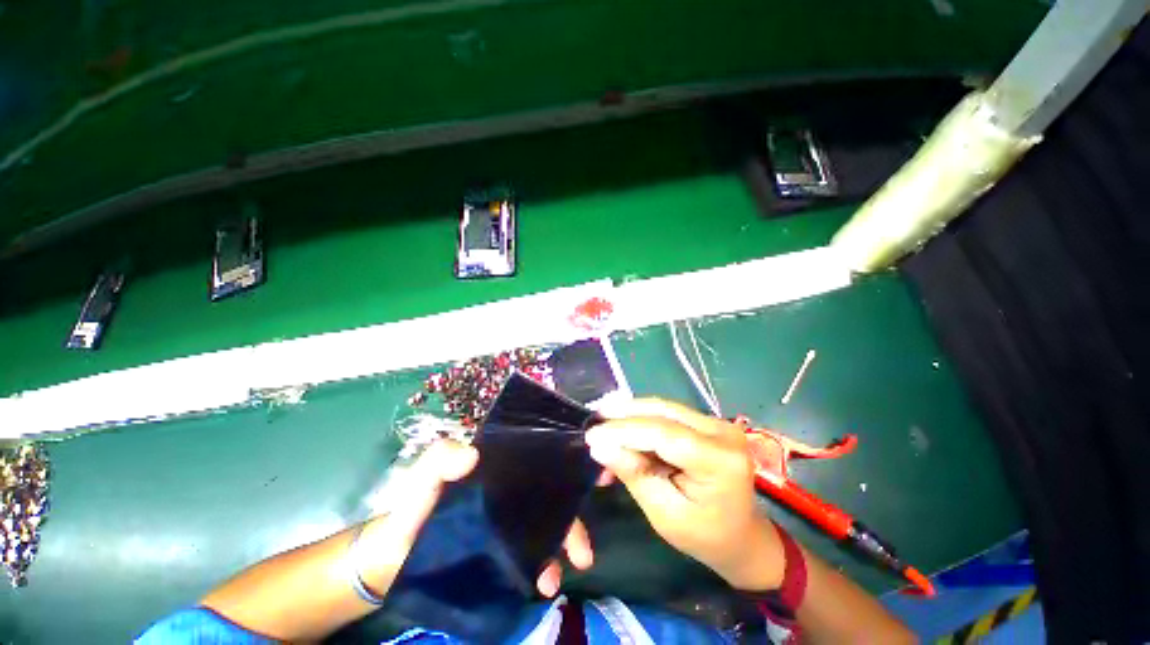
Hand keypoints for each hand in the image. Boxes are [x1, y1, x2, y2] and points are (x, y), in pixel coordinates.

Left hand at [355, 440, 604, 597]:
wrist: (393, 561)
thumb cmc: (411, 510)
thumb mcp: (423, 478)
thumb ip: (439, 460)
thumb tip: (472, 455)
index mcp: (502, 469)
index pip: (541, 458)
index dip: (570, 461)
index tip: (597, 471)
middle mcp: (514, 492)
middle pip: (554, 497)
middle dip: (575, 518)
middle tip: (585, 548)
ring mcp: (512, 523)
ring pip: (549, 528)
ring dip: (562, 549)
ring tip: (555, 576)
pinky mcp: (506, 551)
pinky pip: (534, 556)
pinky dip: (544, 568)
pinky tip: (540, 583)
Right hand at [586, 399, 783, 591]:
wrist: (741, 535)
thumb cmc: (704, 535)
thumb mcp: (665, 513)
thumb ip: (634, 473)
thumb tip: (599, 445)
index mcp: (720, 460)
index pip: (662, 433)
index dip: (623, 430)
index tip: (591, 435)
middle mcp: (722, 431)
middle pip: (662, 412)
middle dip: (623, 415)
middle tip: (594, 423)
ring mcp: (717, 422)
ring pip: (663, 407)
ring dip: (630, 414)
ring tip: (604, 422)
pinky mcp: (707, 421)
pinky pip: (668, 413)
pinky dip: (642, 419)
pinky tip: (623, 425)